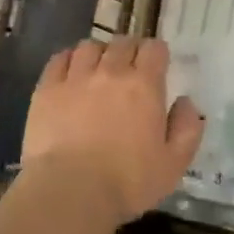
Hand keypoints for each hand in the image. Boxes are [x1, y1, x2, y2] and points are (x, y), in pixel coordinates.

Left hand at [22, 38, 204, 227]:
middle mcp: (110, 72)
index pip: (154, 49)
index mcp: (144, 86)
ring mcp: (75, 78)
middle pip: (122, 43)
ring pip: (89, 46)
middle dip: (130, 50)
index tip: (157, 65)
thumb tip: (186, 102)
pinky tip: (71, 72)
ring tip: (99, 68)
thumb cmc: (128, 182)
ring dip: (99, 53)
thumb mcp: (173, 164)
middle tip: (130, 68)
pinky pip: (59, 60)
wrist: (71, 191)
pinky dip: (69, 59)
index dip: (157, 53)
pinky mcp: (47, 89)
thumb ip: (186, 129)